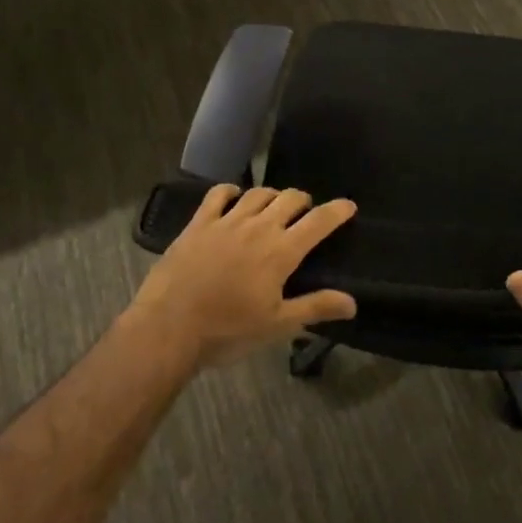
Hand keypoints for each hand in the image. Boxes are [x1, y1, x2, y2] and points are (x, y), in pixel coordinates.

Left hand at [128, 185, 356, 368]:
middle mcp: (258, 227)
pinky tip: (234, 197)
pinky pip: (218, 194)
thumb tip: (352, 303)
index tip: (348, 205)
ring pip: (258, 194)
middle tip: (306, 213)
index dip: (337, 211)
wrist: (168, 327)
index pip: (318, 222)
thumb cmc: (227, 331)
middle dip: (304, 201)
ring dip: (272, 196)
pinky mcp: (199, 223)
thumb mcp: (276, 325)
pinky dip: (231, 191)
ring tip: (274, 206)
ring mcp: (226, 221)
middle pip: (289, 199)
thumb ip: (315, 308)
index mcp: (281, 252)